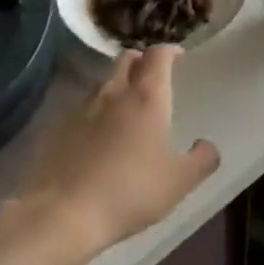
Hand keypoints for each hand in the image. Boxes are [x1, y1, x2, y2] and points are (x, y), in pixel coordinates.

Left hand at [15, 46, 220, 258]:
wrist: (63, 213)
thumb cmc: (130, 192)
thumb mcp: (179, 182)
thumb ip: (202, 159)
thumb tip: (207, 145)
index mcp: (146, 97)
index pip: (158, 55)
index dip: (169, 51)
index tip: (178, 57)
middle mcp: (113, 93)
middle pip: (126, 60)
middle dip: (141, 62)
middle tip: (152, 78)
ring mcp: (81, 108)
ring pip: (103, 83)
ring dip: (117, 86)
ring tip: (125, 110)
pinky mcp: (56, 126)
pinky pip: (81, 108)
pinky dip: (94, 113)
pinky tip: (96, 137)